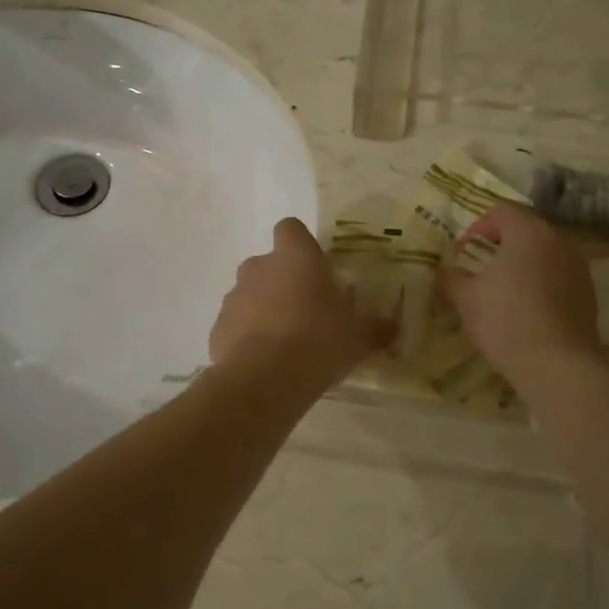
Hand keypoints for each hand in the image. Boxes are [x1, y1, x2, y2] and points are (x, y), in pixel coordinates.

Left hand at [210, 218, 394, 389]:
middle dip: (284, 283)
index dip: (301, 244)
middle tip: (307, 313)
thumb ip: (375, 327)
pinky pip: (236, 326)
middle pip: (269, 264)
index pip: (291, 228)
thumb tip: (391, 327)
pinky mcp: (217, 328)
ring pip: (250, 295)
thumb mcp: (359, 337)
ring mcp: (233, 297)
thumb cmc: (319, 342)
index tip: (316, 268)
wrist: (265, 379)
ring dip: (264, 311)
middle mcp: (259, 267)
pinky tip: (265, 364)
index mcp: (295, 257)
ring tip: (286, 344)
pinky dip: (247, 338)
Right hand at [440, 206, 600, 383]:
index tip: (462, 253)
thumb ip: (451, 278)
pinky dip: (541, 284)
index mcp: (529, 232)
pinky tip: (526, 310)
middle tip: (479, 268)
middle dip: (500, 245)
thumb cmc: (505, 320)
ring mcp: (579, 268)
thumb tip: (445, 272)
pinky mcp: (589, 295)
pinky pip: (559, 278)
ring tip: (503, 290)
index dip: (477, 227)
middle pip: (526, 230)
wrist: (556, 365)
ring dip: (523, 265)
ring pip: (545, 255)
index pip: (501, 212)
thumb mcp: (465, 298)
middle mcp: (559, 241)